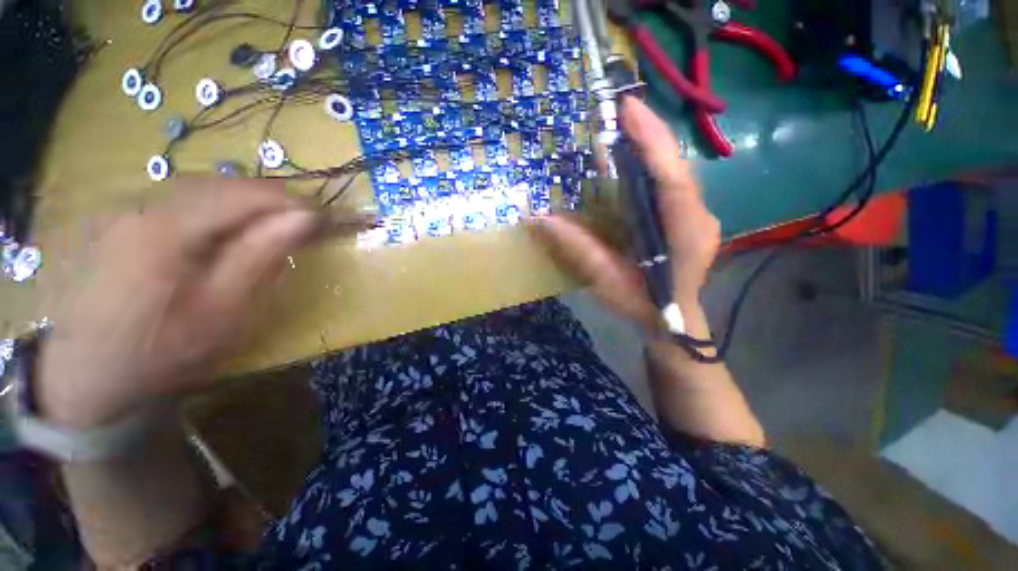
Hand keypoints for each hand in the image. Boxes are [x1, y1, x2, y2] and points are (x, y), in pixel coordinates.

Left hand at [37, 179, 322, 428]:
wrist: (82, 376)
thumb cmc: (159, 353)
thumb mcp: (223, 311)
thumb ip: (261, 256)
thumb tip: (305, 218)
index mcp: (163, 230)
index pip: (242, 194)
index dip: (289, 201)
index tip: (323, 217)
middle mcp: (137, 204)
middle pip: (219, 184)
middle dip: (268, 200)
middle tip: (301, 224)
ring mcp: (119, 207)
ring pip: (198, 187)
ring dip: (242, 203)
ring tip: (269, 227)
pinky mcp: (114, 217)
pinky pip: (176, 197)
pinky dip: (212, 208)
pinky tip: (222, 231)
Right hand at [535, 97, 720, 331]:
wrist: (674, 323)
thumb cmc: (644, 306)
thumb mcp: (607, 281)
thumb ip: (578, 250)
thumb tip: (541, 220)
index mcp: (685, 232)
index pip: (672, 176)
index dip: (652, 139)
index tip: (629, 108)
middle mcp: (699, 216)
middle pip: (676, 167)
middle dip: (650, 135)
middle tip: (619, 112)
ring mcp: (698, 215)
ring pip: (675, 172)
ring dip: (651, 147)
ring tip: (623, 127)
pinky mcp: (689, 218)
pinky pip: (671, 184)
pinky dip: (653, 166)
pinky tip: (634, 159)